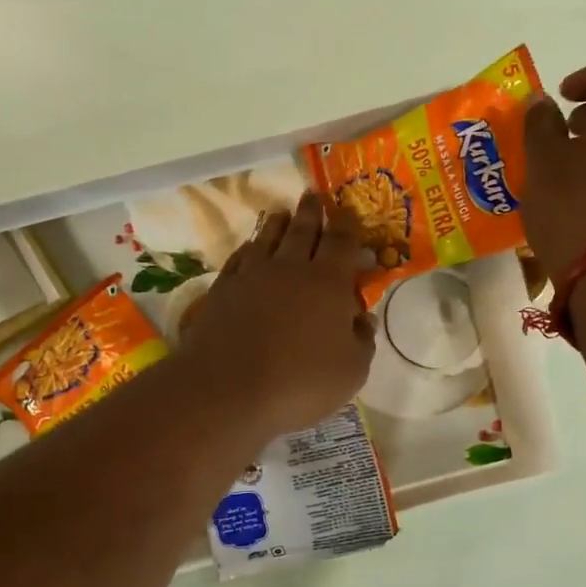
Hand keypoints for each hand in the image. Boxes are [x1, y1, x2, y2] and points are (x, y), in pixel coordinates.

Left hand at [178, 192, 377, 442]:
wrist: (227, 389)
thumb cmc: (300, 383)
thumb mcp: (351, 372)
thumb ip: (362, 341)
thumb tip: (362, 318)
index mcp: (328, 282)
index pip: (342, 242)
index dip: (348, 225)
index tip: (349, 211)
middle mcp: (290, 268)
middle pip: (303, 230)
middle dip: (312, 211)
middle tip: (314, 196)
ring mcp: (252, 275)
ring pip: (268, 237)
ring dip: (278, 223)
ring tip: (283, 213)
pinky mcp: (223, 289)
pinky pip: (240, 257)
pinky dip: (249, 248)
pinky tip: (250, 248)